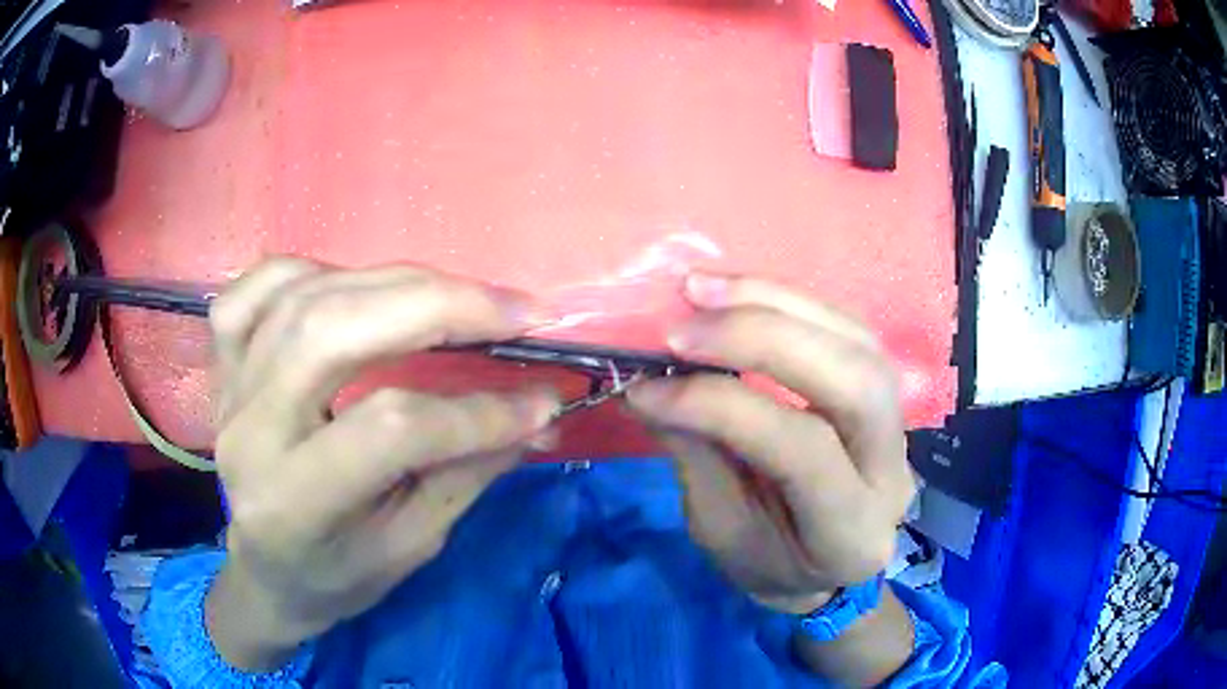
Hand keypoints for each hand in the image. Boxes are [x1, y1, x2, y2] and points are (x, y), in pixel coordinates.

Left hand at [204, 258, 559, 670]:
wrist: (267, 571)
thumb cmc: (339, 575)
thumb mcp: (410, 545)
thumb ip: (467, 472)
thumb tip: (536, 412)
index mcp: (293, 502)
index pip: (389, 431)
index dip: (476, 413)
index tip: (542, 402)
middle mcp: (249, 432)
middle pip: (333, 333)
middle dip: (438, 307)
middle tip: (515, 308)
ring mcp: (229, 387)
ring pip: (304, 297)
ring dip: (393, 283)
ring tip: (458, 297)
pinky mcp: (224, 361)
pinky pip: (257, 286)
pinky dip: (313, 269)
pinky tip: (355, 284)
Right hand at [627, 273, 914, 614]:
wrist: (824, 565)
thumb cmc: (768, 562)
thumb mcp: (720, 530)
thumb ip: (697, 454)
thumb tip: (651, 382)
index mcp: (851, 532)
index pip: (803, 450)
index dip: (722, 406)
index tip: (647, 388)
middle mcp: (892, 470)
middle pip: (856, 380)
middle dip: (765, 337)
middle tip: (683, 327)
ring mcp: (900, 425)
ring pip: (858, 341)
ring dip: (776, 302)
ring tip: (701, 289)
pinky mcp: (885, 391)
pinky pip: (846, 329)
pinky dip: (788, 302)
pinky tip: (738, 294)